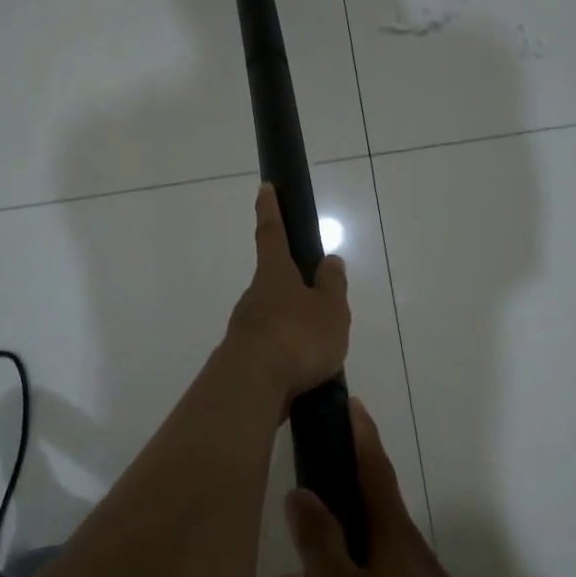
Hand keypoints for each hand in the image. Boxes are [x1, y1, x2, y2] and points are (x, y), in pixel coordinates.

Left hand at [221, 184, 349, 405]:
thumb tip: (329, 260)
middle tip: (321, 307)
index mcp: (274, 275)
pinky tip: (304, 375)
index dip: (270, 210)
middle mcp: (254, 297)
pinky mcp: (243, 359)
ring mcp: (245, 328)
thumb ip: (332, 286)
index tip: (264, 188)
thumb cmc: (296, 338)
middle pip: (274, 283)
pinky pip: (272, 349)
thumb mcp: (330, 310)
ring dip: (293, 328)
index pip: (271, 233)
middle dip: (294, 289)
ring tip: (322, 352)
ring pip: (274, 319)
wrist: (251, 388)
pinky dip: (288, 356)